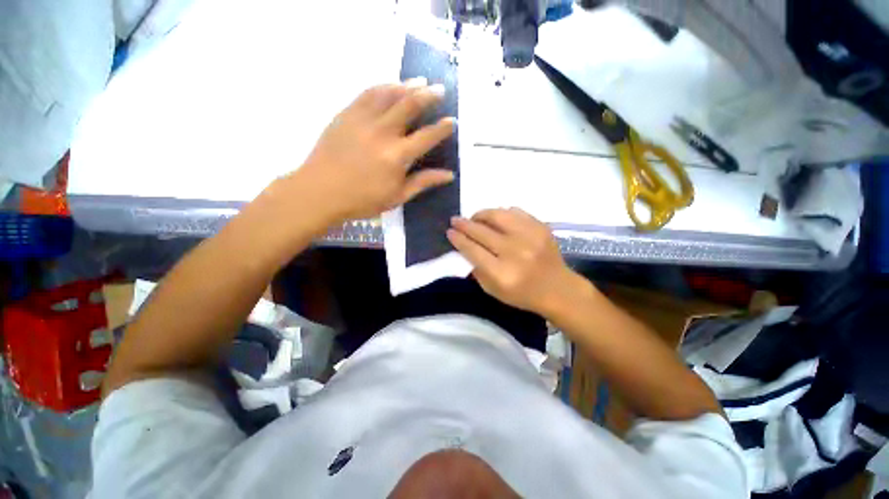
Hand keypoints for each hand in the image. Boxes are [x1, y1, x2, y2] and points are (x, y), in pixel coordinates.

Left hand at [292, 78, 455, 222]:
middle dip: (429, 95)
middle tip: (440, 89)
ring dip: (408, 85)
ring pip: (389, 93)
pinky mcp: (346, 114)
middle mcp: (383, 132)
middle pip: (410, 105)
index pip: (427, 136)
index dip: (443, 128)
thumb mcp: (397, 196)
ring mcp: (363, 120)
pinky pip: (368, 93)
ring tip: (420, 80)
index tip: (452, 121)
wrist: (320, 192)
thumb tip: (449, 175)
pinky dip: (383, 85)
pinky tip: (391, 84)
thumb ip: (423, 182)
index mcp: (397, 156)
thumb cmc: (363, 200)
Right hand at [447, 208, 582, 315]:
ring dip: (481, 214)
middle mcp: (515, 252)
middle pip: (482, 231)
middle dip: (464, 224)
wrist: (558, 289)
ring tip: (475, 218)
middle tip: (455, 220)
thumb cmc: (522, 294)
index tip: (450, 231)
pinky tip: (496, 219)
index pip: (472, 249)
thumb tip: (464, 246)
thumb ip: (477, 269)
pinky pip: (515, 212)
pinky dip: (501, 213)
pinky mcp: (541, 227)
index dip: (458, 238)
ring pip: (497, 215)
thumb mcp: (493, 290)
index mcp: (501, 273)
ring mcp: (530, 236)